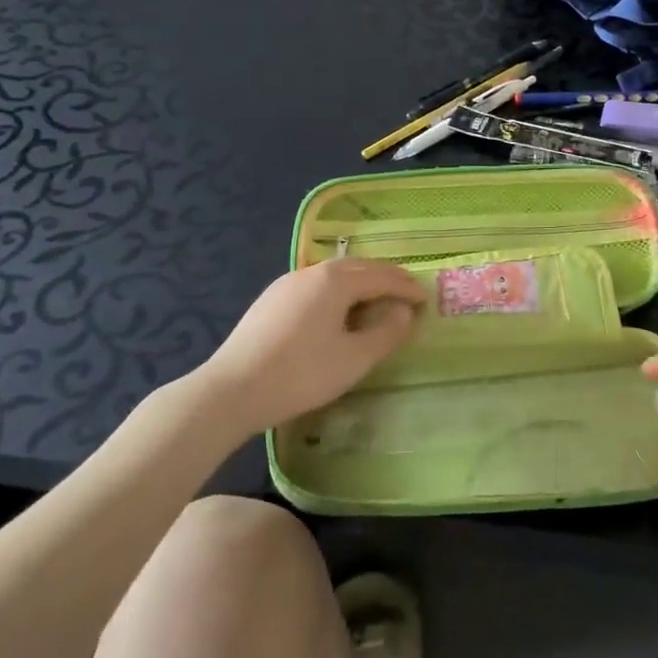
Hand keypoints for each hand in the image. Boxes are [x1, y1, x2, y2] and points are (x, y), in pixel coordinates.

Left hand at [199, 260, 424, 434]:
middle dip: (386, 277)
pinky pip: (316, 285)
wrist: (231, 391)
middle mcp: (312, 272)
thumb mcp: (354, 359)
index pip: (382, 276)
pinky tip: (338, 310)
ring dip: (361, 282)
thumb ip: (386, 333)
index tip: (426, 300)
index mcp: (335, 281)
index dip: (407, 288)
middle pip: (358, 267)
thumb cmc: (301, 374)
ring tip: (377, 298)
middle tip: (407, 292)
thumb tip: (404, 312)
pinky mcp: (271, 300)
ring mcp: (287, 284)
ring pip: (334, 274)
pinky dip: (338, 291)